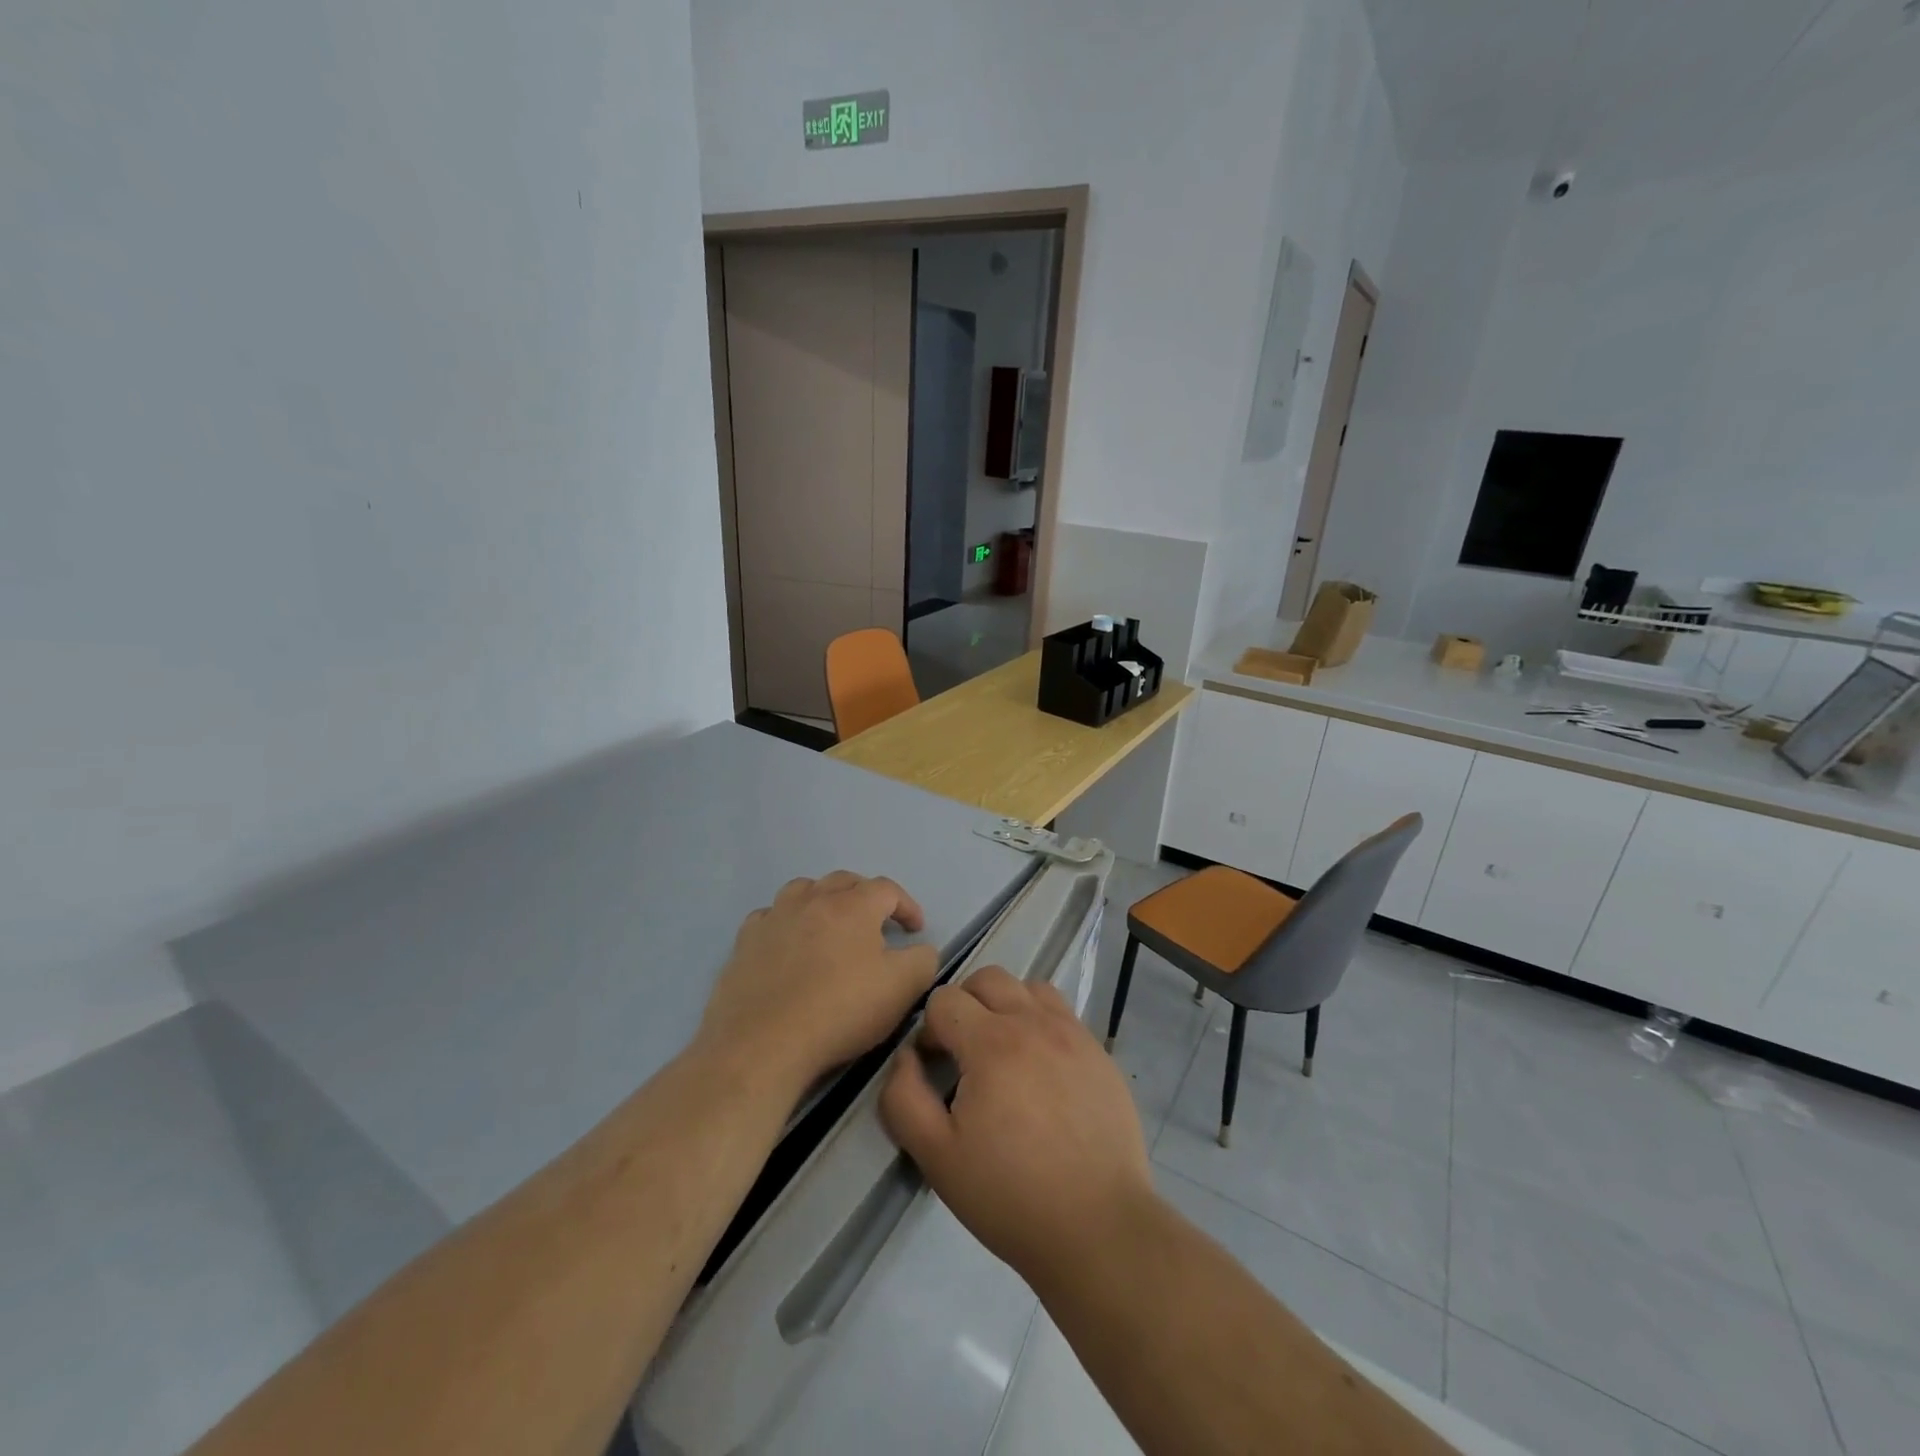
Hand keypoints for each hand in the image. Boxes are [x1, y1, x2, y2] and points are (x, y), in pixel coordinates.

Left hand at [697, 872, 940, 1097]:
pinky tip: (788, 944)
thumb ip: (922, 960)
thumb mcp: (902, 988)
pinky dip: (785, 922)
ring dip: (823, 899)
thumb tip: (920, 949)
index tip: (915, 930)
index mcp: (853, 905)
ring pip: (803, 890)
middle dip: (866, 896)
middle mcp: (812, 900)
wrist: (763, 1043)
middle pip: (844, 881)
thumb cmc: (840, 1011)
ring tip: (831, 924)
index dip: (907, 906)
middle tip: (877, 923)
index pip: (887, 889)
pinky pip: (769, 917)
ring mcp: (774, 918)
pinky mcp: (745, 942)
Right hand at [880, 966, 1154, 1288]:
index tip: (936, 1070)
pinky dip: (1042, 1023)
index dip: (930, 1031)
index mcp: (991, 1043)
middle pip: (988, 978)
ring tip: (1004, 1053)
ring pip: (1029, 987)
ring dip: (1007, 1006)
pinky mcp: (1099, 1052)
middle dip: (965, 1005)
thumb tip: (906, 1057)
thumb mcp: (937, 1157)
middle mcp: (1033, 1022)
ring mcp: (1072, 1033)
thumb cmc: (1010, 1195)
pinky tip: (1041, 1069)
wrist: (1098, 1227)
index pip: (945, 999)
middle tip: (964, 1053)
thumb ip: (904, 1098)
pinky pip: (1063, 1012)